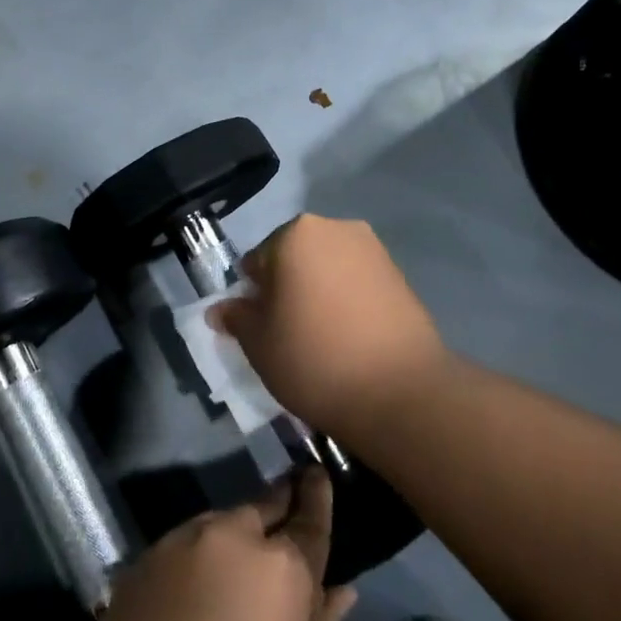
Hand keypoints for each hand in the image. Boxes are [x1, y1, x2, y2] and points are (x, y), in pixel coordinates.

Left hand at [79, 469, 356, 620]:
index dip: (316, 495)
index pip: (308, 518)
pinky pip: (177, 548)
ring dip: (230, 537)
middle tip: (283, 503)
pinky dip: (193, 560)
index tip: (317, 472)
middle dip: (274, 507)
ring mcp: (179, 544)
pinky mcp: (140, 562)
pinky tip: (190, 589)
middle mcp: (230, 538)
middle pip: (259, 508)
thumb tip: (340, 590)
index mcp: (281, 569)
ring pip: (215, 524)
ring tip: (233, 560)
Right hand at [211, 214, 449, 442]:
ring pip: (328, 270)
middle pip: (295, 258)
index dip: (253, 297)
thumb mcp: (258, 344)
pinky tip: (351, 340)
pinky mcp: (401, 276)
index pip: (257, 261)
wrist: (400, 391)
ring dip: (318, 294)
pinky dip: (348, 303)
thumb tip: (219, 309)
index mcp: (295, 234)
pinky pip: (358, 283)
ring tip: (323, 340)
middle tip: (289, 334)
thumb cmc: (314, 358)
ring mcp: (374, 250)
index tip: (262, 330)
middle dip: (288, 289)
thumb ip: (236, 318)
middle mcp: (336, 229)